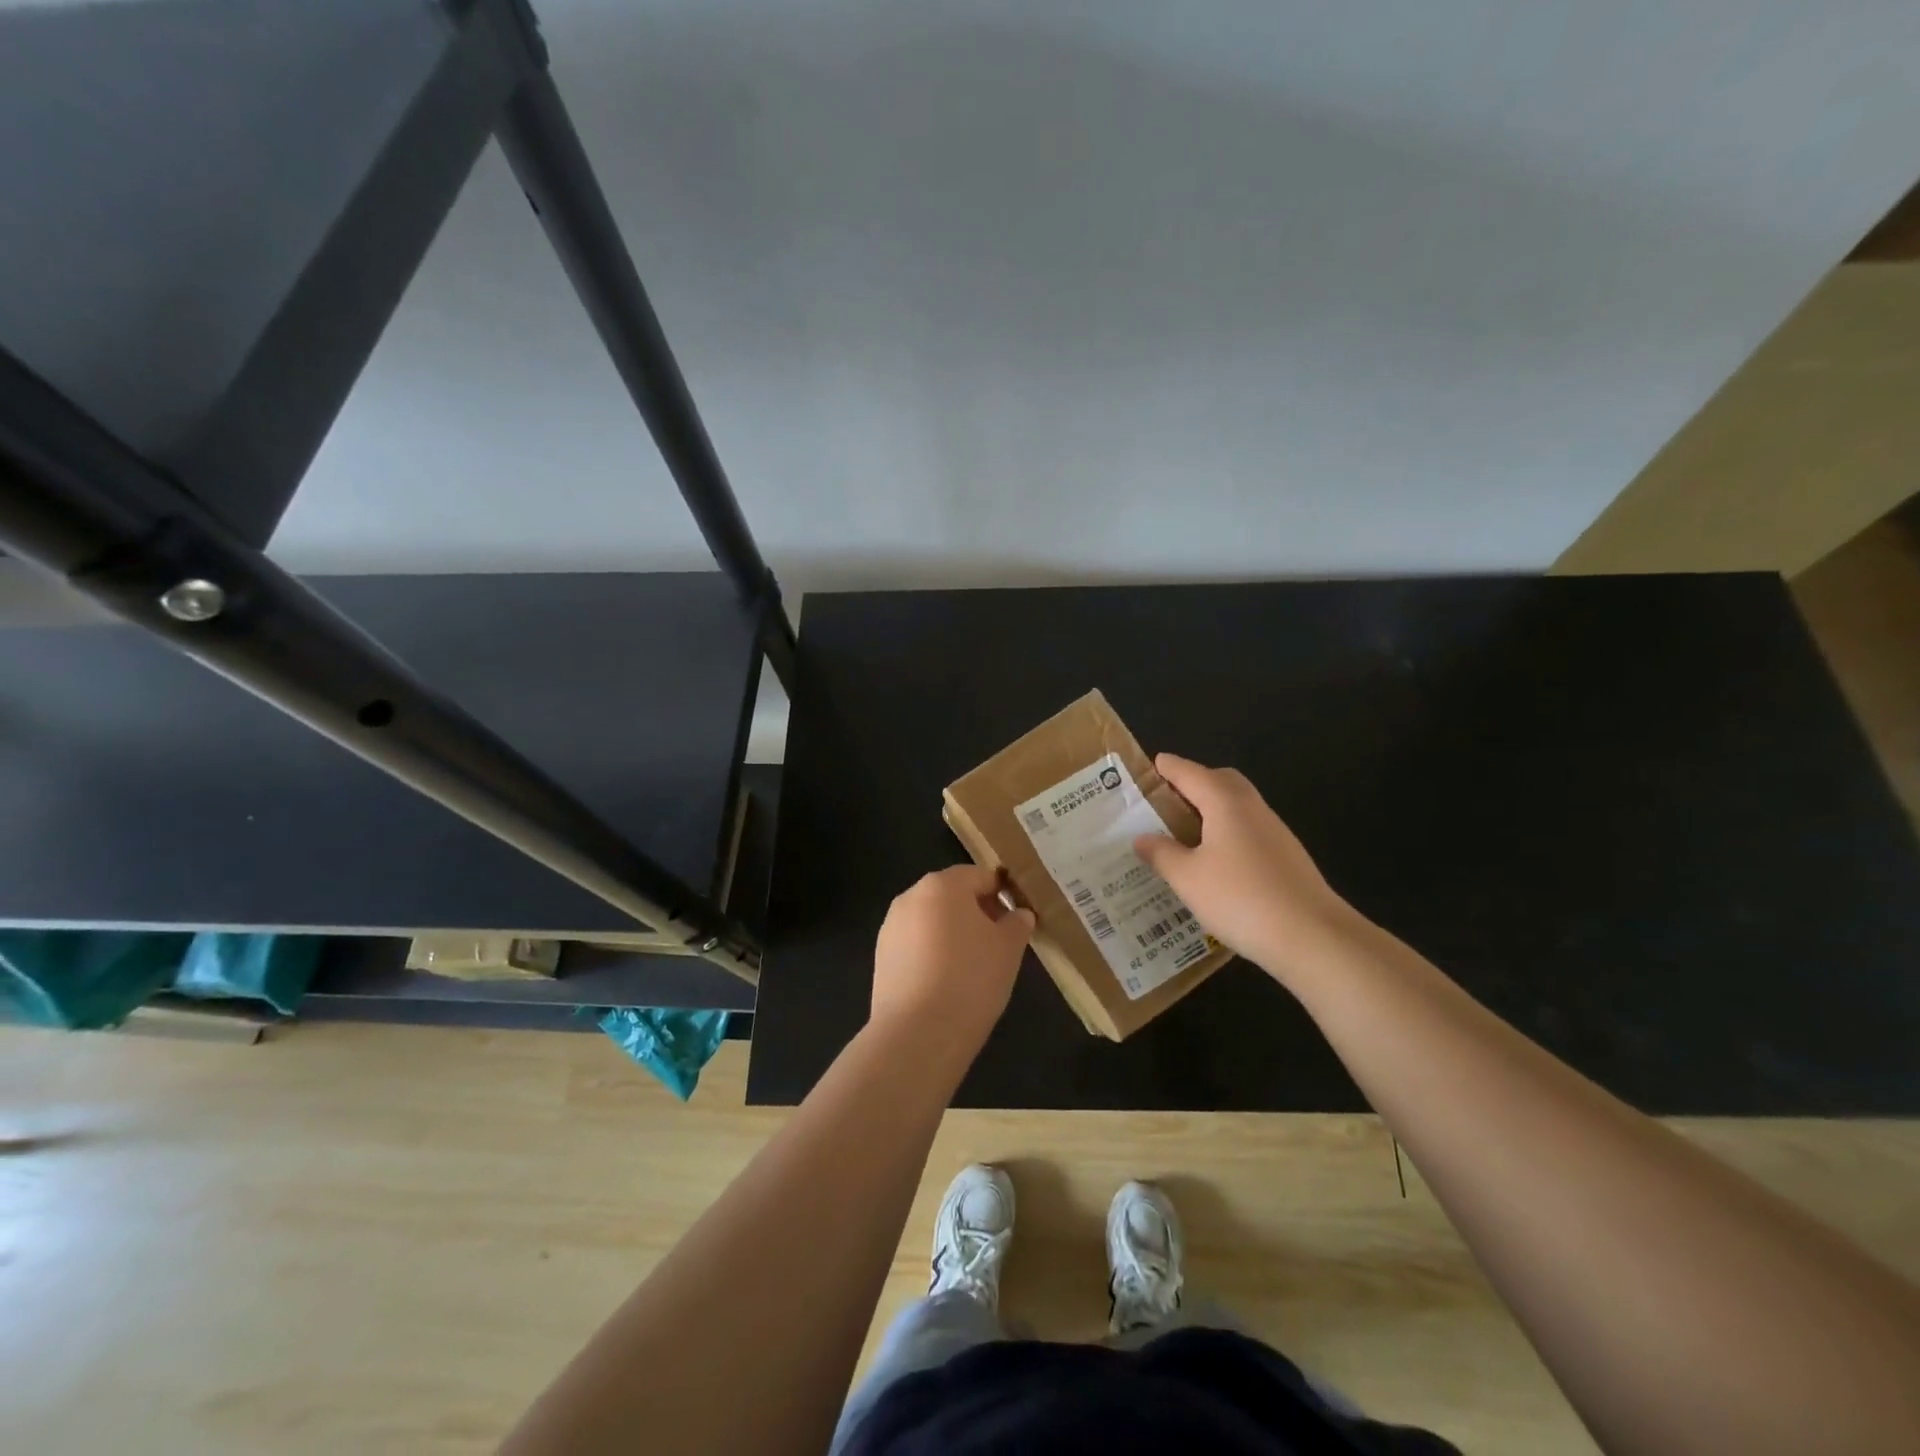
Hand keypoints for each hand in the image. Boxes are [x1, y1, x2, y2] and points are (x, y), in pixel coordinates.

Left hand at [870, 865, 1035, 1062]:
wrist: (918, 1034)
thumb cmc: (971, 979)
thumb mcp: (1009, 949)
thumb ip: (1017, 924)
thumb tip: (1019, 914)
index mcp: (942, 885)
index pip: (980, 876)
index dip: (1002, 894)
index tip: (1017, 920)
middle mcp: (911, 897)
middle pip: (952, 895)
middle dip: (977, 913)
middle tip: (999, 944)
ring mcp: (891, 927)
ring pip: (932, 921)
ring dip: (953, 934)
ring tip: (974, 967)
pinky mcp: (881, 957)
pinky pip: (916, 945)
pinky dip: (933, 955)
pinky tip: (947, 983)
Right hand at [1133, 754, 1360, 984]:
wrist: (1313, 936)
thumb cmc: (1240, 898)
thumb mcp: (1187, 878)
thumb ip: (1161, 854)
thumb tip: (1142, 838)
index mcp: (1225, 802)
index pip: (1191, 774)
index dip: (1170, 768)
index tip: (1154, 762)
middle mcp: (1253, 808)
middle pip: (1222, 781)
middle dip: (1196, 782)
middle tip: (1169, 798)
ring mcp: (1275, 833)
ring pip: (1239, 806)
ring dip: (1213, 809)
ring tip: (1186, 831)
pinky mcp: (1287, 858)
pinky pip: (1250, 830)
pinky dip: (1228, 832)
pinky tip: (1216, 861)